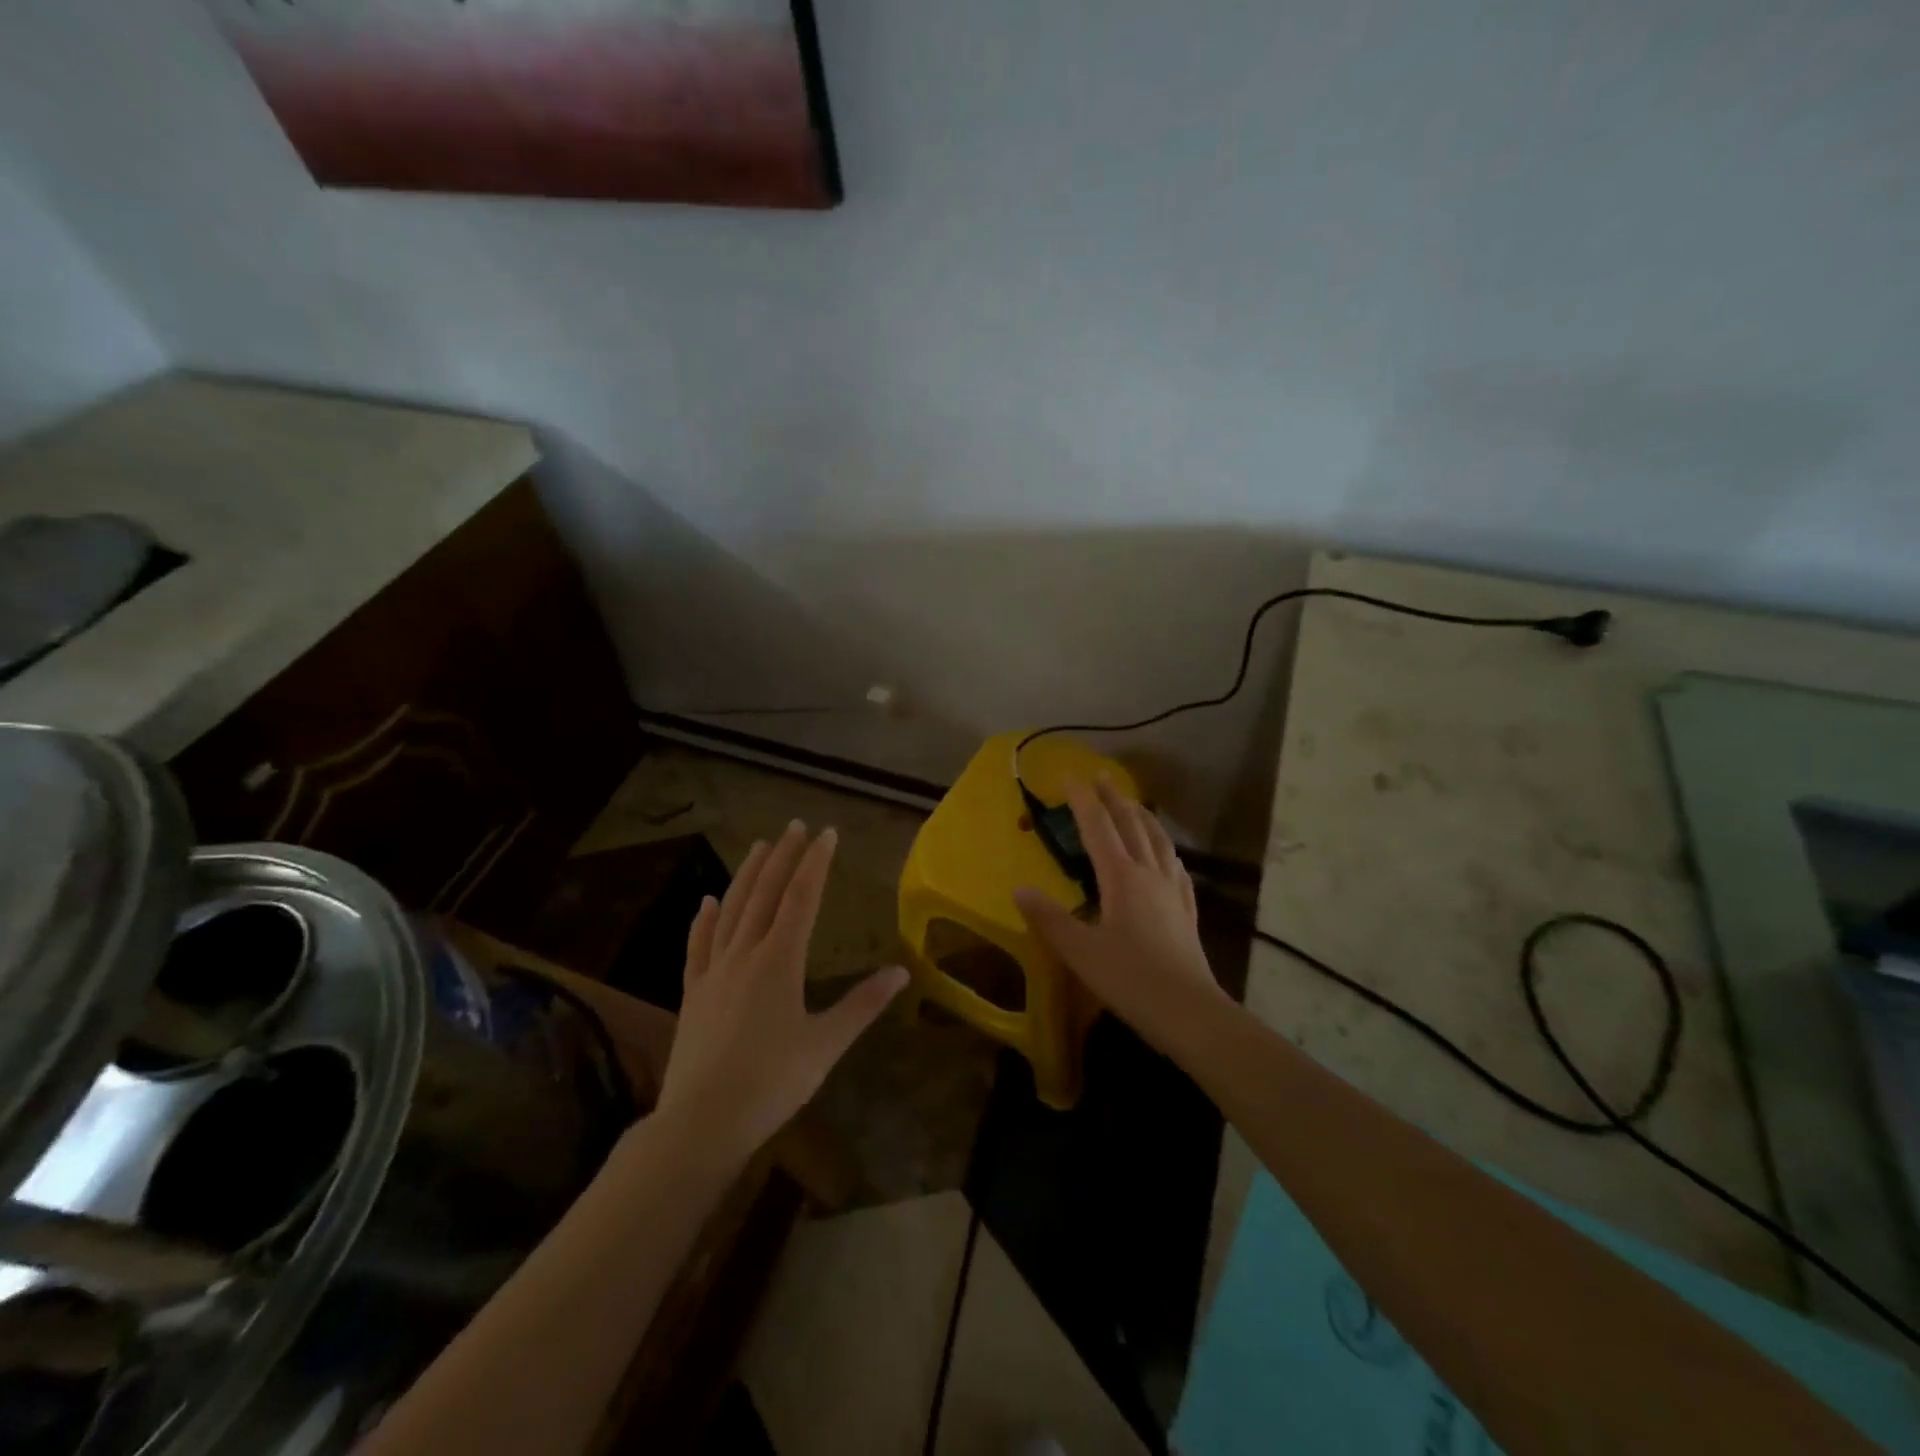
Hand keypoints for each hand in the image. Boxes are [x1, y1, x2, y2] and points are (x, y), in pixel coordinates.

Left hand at [656, 820, 907, 1163]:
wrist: (702, 1122)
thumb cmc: (772, 1082)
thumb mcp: (826, 1044)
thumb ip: (863, 1004)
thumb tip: (902, 972)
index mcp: (780, 960)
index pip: (802, 898)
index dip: (815, 862)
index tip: (826, 832)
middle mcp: (745, 953)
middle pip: (766, 893)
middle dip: (783, 857)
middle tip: (795, 826)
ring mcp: (714, 970)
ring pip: (732, 910)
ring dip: (747, 875)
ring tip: (760, 846)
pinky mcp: (693, 992)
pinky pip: (698, 944)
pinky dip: (704, 919)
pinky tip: (707, 900)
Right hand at [1014, 779, 1226, 1050]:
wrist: (1189, 1012)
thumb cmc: (1130, 979)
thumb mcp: (1080, 951)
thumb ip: (1048, 919)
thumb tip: (1019, 890)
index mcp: (1121, 877)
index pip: (1098, 827)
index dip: (1082, 800)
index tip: (1068, 777)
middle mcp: (1149, 874)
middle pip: (1131, 825)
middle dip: (1114, 798)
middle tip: (1101, 776)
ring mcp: (1173, 891)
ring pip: (1159, 841)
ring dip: (1143, 817)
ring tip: (1133, 804)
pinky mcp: (1186, 911)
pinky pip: (1176, 869)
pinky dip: (1167, 851)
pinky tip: (1168, 855)